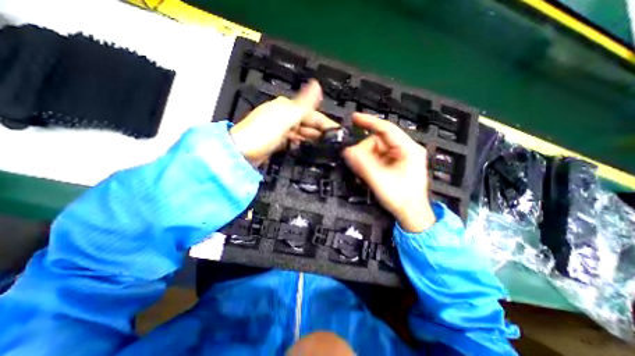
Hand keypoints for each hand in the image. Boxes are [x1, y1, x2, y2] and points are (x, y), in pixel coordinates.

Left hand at [228, 81, 336, 167]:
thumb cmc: (263, 133)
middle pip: (307, 123)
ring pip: (300, 132)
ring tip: (323, 147)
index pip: (312, 114)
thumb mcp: (285, 117)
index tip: (338, 132)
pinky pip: (292, 140)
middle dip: (319, 132)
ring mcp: (279, 130)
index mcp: (286, 107)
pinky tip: (306, 148)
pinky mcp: (275, 142)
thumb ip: (303, 104)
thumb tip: (317, 84)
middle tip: (333, 143)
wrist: (240, 153)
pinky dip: (299, 144)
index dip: (326, 123)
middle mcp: (283, 116)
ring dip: (311, 139)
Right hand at [342, 113, 437, 231]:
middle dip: (364, 150)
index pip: (386, 129)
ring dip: (366, 158)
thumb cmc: (400, 198)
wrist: (412, 214)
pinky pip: (379, 157)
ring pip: (377, 150)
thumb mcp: (379, 180)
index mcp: (408, 149)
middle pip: (379, 141)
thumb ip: (362, 163)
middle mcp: (406, 149)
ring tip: (362, 173)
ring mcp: (401, 156)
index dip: (369, 122)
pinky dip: (370, 163)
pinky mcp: (396, 163)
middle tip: (354, 161)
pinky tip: (367, 173)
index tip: (354, 118)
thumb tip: (347, 150)